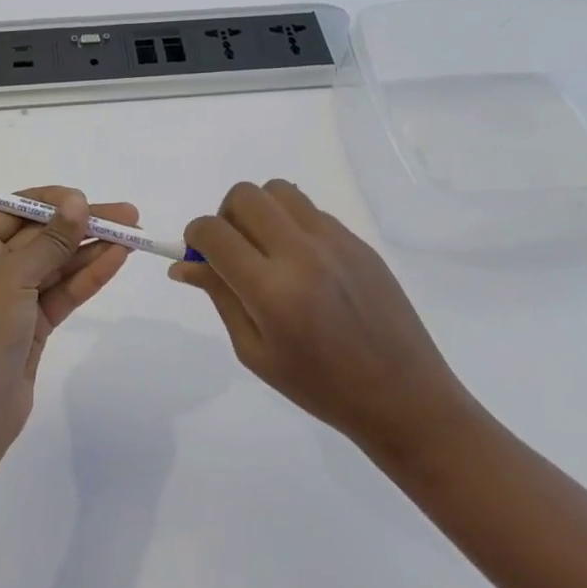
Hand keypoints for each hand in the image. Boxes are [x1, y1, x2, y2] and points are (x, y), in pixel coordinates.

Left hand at [0, 188, 137, 476]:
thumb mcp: (14, 278)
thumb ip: (50, 240)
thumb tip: (76, 202)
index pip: (14, 209)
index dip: (52, 201)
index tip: (86, 199)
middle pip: (42, 235)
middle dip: (81, 224)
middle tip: (127, 215)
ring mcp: (14, 297)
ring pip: (58, 263)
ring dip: (92, 248)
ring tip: (133, 235)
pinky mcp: (34, 323)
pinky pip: (64, 290)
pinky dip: (89, 275)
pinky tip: (117, 259)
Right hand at [169, 180, 481, 469]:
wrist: (403, 397)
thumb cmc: (320, 387)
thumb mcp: (255, 352)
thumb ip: (219, 297)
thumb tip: (182, 264)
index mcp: (271, 291)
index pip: (214, 232)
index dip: (194, 236)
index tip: (197, 253)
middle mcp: (302, 253)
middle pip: (245, 195)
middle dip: (225, 215)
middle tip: (233, 250)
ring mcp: (334, 241)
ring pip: (279, 190)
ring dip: (260, 211)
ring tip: (267, 249)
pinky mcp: (358, 240)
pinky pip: (310, 210)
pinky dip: (292, 224)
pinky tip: (304, 264)